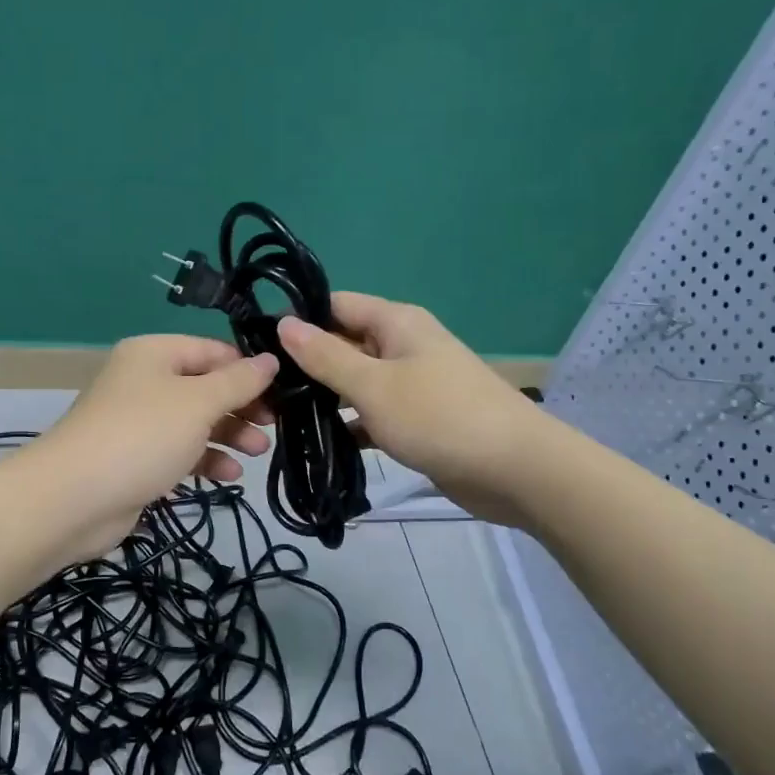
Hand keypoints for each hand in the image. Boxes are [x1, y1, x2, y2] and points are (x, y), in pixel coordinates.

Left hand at [20, 335, 277, 561]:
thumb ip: (238, 382)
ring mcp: (139, 422)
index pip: (212, 350)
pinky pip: (180, 451)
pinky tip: (230, 475)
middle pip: (205, 386)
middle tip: (275, 425)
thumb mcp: (198, 403)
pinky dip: (206, 459)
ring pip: (195, 421)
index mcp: (154, 354)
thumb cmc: (142, 436)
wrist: (73, 499)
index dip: (248, 368)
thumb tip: (271, 359)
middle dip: (242, 406)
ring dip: (229, 434)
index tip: (284, 390)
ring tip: (259, 452)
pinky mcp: (137, 459)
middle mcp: (144, 381)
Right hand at [277, 293, 543, 525]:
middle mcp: (403, 345)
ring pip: (356, 381)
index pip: (335, 305)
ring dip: (325, 397)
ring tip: (279, 417)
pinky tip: (319, 443)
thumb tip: (283, 323)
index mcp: (395, 323)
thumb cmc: (440, 417)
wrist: (516, 469)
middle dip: (306, 364)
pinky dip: (350, 424)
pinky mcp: (418, 418)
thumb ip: (325, 357)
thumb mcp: (373, 385)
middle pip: (344, 343)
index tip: (258, 344)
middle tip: (262, 390)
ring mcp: (412, 383)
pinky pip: (373, 413)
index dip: (298, 319)